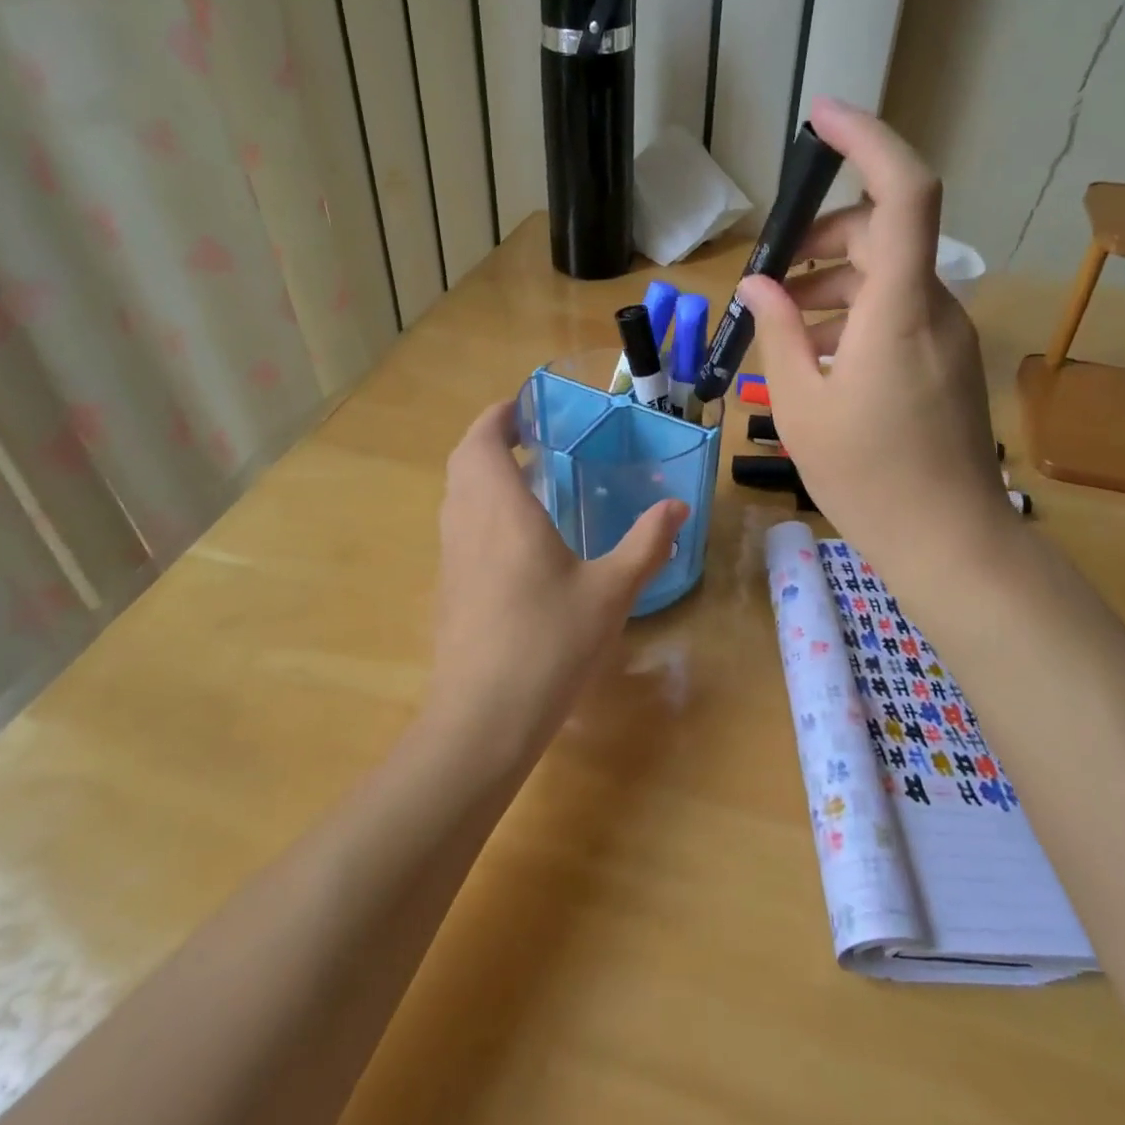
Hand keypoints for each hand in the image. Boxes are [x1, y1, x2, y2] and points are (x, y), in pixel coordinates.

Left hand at [425, 401, 687, 770]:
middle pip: (464, 462)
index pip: (483, 441)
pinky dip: (479, 508)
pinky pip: (458, 526)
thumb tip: (677, 507)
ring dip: (482, 473)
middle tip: (531, 437)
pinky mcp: (448, 588)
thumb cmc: (549, 644)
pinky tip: (516, 538)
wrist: (482, 719)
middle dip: (491, 439)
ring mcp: (451, 557)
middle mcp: (466, 523)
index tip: (524, 405)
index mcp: (501, 510)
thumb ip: (646, 544)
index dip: (498, 415)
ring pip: (456, 495)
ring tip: (527, 478)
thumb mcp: (611, 592)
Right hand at [735, 98, 1008, 575]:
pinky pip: (900, 311)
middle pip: (885, 232)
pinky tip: (820, 355)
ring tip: (785, 322)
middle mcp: (934, 307)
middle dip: (824, 235)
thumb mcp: (801, 404)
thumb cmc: (867, 476)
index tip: (821, 119)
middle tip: (772, 272)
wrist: (947, 539)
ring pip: (890, 274)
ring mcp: (948, 334)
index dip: (867, 141)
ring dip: (834, 281)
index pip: (903, 192)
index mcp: (899, 310)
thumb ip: (778, 333)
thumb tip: (759, 285)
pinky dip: (856, 313)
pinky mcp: (948, 360)